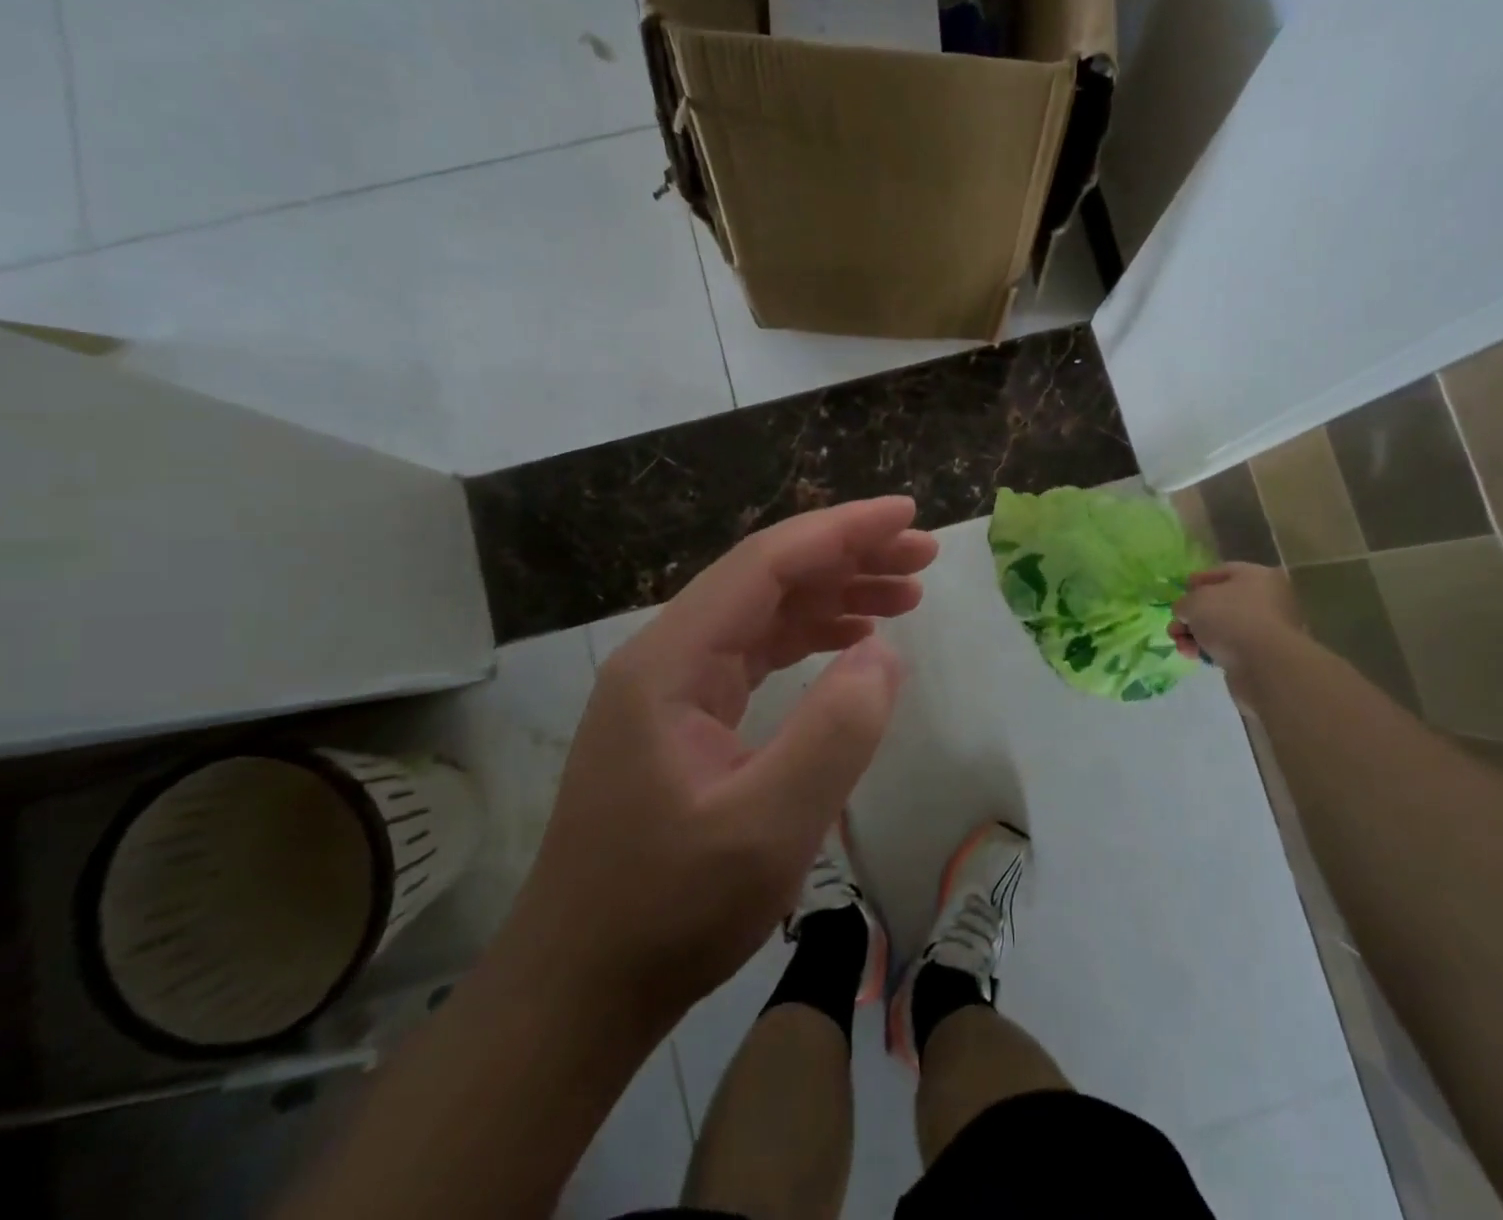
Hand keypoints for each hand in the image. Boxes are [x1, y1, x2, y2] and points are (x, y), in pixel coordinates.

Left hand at [508, 497, 937, 1028]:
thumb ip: (834, 732)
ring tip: (907, 594)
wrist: (580, 987)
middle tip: (922, 555)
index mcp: (671, 661)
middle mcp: (666, 655)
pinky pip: (757, 651)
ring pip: (765, 611)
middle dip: (848, 557)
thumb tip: (883, 654)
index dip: (842, 531)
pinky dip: (812, 636)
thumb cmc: (668, 911)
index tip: (907, 515)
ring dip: (835, 594)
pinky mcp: (685, 716)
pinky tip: (853, 639)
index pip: (766, 564)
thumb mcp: (768, 829)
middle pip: (767, 577)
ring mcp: (673, 685)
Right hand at [1170, 562, 1304, 675]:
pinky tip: (1195, 657)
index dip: (1198, 581)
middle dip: (1193, 615)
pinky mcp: (1262, 655)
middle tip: (1175, 626)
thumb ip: (1184, 603)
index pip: (1222, 572)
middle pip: (1220, 603)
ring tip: (1180, 645)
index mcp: (1257, 576)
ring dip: (1196, 635)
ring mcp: (1266, 629)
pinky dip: (1211, 650)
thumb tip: (1185, 612)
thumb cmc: (1230, 619)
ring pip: (1223, 627)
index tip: (1181, 592)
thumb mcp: (1194, 602)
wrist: (1264, 665)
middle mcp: (1267, 600)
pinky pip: (1230, 647)